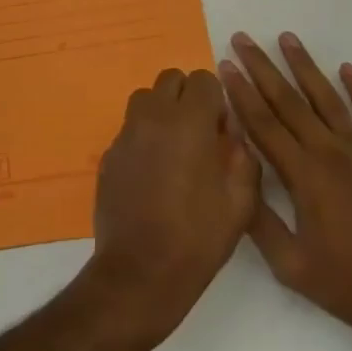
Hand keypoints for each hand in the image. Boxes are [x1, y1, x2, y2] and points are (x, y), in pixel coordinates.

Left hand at [88, 67, 259, 348]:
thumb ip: (242, 157)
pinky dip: (143, 136)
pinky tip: (152, 172)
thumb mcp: (240, 203)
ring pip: (146, 98)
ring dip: (162, 111)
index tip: (220, 131)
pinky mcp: (109, 152)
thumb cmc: (198, 238)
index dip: (216, 101)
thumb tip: (231, 135)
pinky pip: (130, 127)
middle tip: (199, 135)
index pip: (203, 79)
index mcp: (189, 121)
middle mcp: (154, 116)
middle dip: (188, 98)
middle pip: (171, 80)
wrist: (140, 271)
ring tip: (174, 149)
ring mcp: (126, 132)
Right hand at [222, 32, 351, 350]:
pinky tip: (347, 69)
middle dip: (262, 67)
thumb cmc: (346, 285)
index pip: (263, 123)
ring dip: (305, 66)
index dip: (240, 92)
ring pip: (327, 98)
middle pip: (289, 100)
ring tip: (287, 37)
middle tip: (242, 39)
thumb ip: (258, 218)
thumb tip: (234, 173)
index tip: (224, 65)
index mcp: (304, 175)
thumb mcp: (289, 264)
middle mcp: (330, 153)